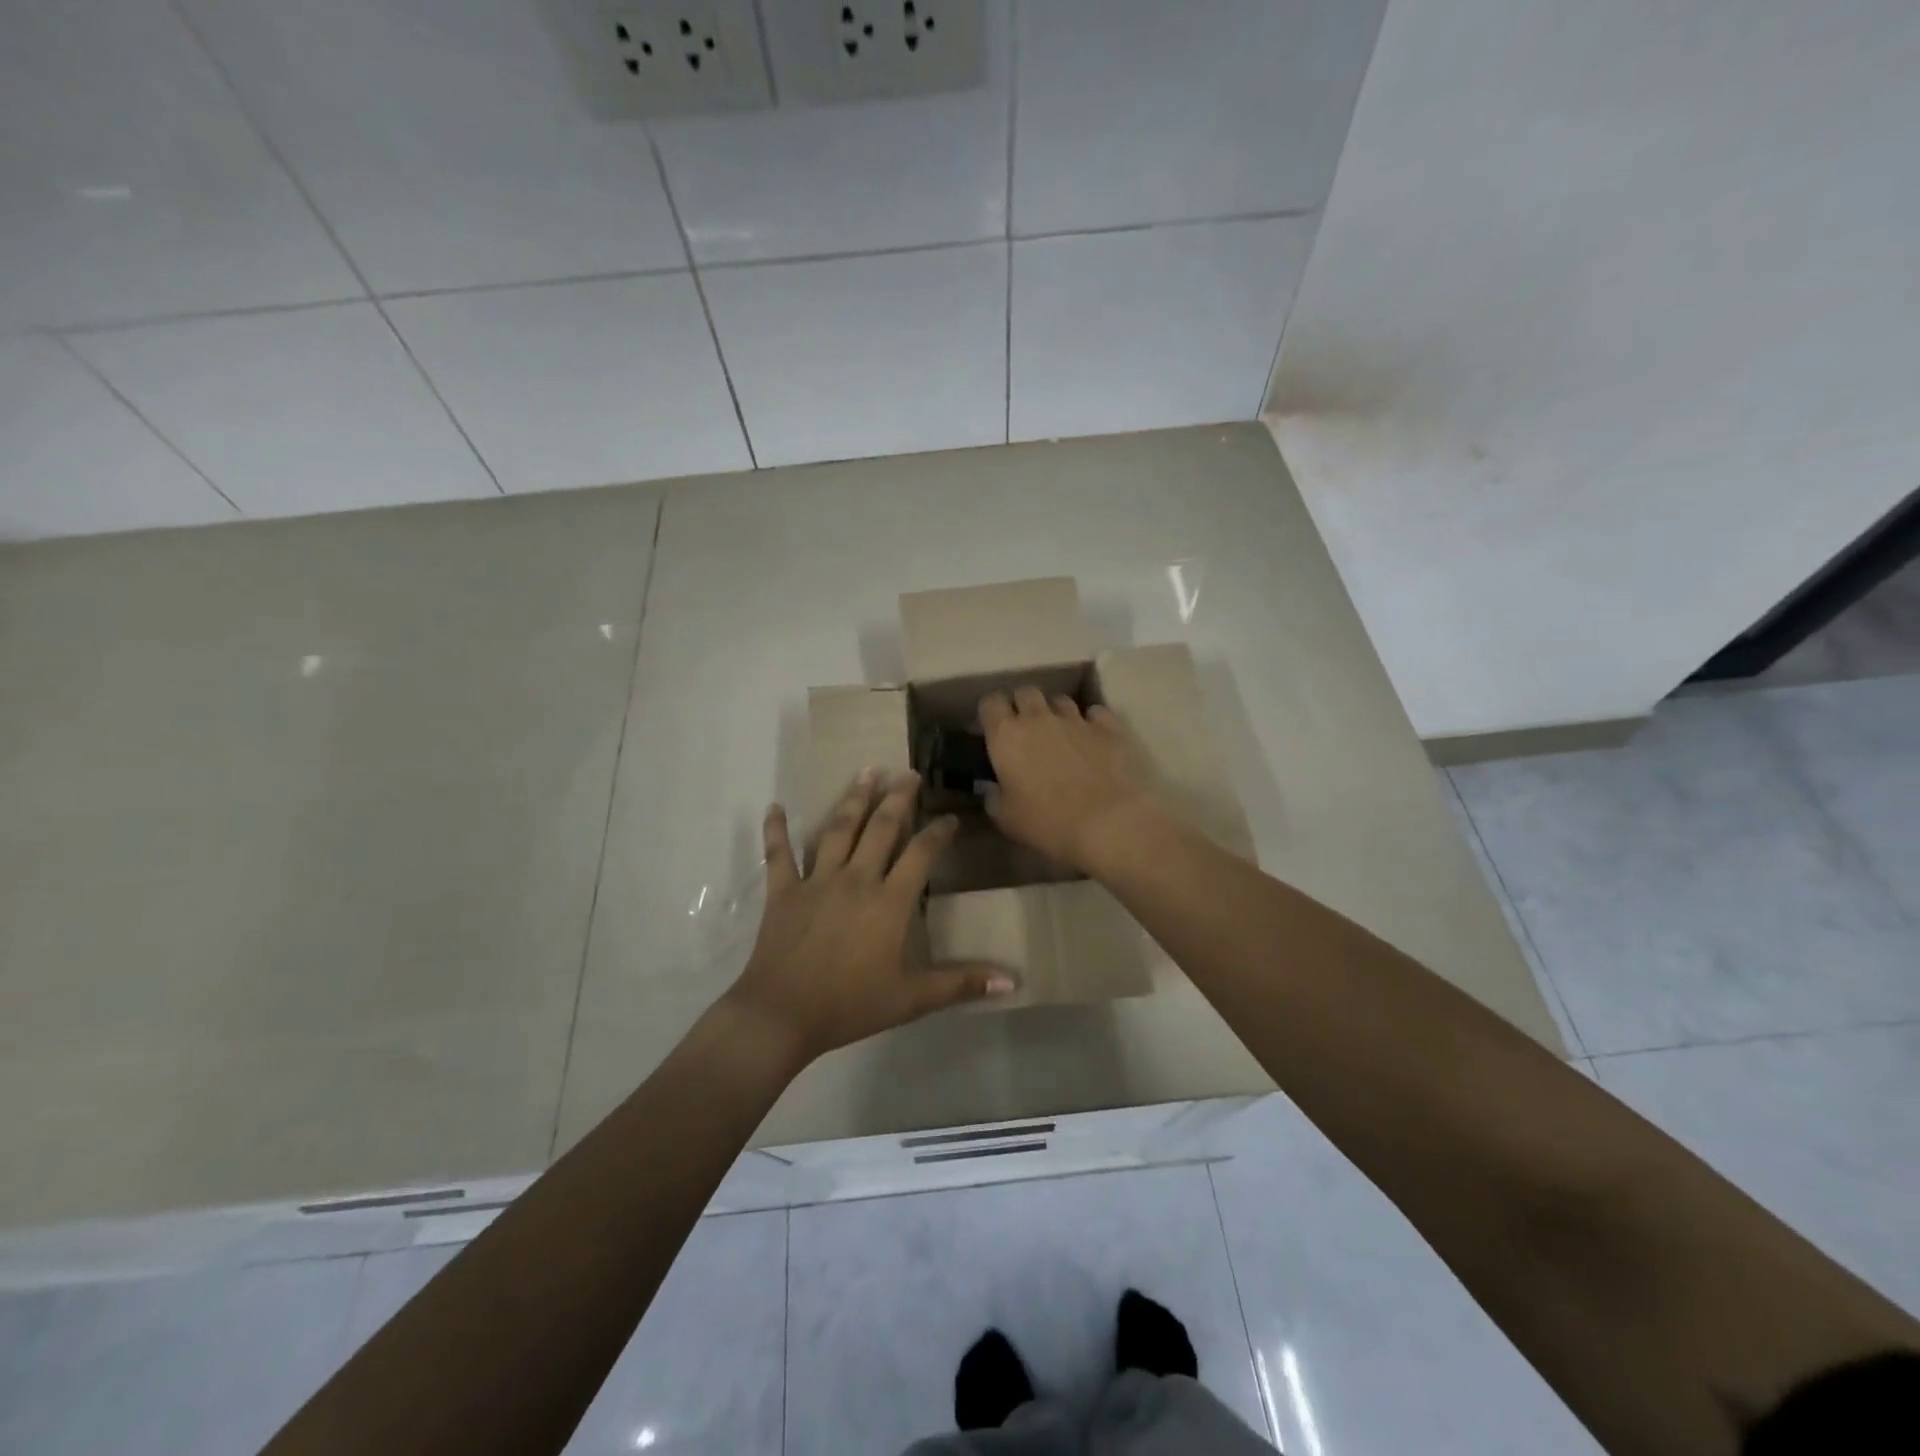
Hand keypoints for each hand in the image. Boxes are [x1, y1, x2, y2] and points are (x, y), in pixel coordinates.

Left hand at [726, 769, 1014, 1064]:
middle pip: (880, 828)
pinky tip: (775, 806)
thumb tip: (1012, 981)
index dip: (938, 833)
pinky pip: (778, 854)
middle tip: (908, 773)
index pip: (921, 854)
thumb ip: (961, 984)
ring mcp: (816, 881)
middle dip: (897, 798)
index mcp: (888, 902)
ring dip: (853, 799)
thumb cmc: (850, 1006)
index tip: (950, 818)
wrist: (782, 1015)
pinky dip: (776, 830)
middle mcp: (856, 879)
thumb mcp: (912, 999)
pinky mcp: (783, 891)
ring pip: (838, 830)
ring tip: (866, 771)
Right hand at [978, 687, 1163, 871]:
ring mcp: (1076, 719)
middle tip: (1025, 728)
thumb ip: (994, 798)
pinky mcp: (1109, 727)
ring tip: (1060, 733)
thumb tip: (992, 788)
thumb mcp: (1007, 819)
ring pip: (1060, 700)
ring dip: (1056, 712)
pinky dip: (1092, 721)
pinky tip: (1093, 738)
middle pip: (1026, 692)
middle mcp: (1039, 718)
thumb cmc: (1048, 823)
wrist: (1109, 822)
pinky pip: (1096, 713)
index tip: (993, 726)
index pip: (991, 702)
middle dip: (1023, 704)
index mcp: (1007, 736)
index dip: (991, 711)